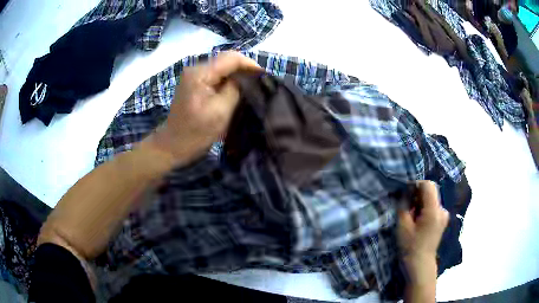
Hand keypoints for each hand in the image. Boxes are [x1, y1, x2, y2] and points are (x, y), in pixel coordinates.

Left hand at [149, 51, 261, 164]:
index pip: (231, 58)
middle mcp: (196, 68)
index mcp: (200, 73)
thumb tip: (246, 77)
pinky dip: (228, 81)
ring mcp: (194, 75)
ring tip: (251, 87)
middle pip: (226, 60)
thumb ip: (235, 89)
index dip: (250, 64)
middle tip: (260, 83)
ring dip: (237, 75)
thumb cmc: (195, 133)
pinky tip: (236, 90)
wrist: (172, 146)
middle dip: (244, 69)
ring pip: (222, 68)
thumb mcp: (220, 112)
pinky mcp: (194, 83)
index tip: (264, 77)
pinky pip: (216, 76)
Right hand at [398, 181, 448, 283]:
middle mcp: (442, 209)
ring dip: (421, 202)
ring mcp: (444, 215)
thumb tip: (405, 191)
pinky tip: (418, 220)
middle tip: (407, 207)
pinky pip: (434, 207)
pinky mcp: (442, 220)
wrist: (420, 264)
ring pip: (432, 199)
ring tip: (412, 216)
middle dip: (418, 195)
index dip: (416, 185)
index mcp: (434, 210)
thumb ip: (404, 205)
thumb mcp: (403, 226)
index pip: (428, 185)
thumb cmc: (410, 246)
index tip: (406, 194)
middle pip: (431, 191)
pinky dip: (425, 208)